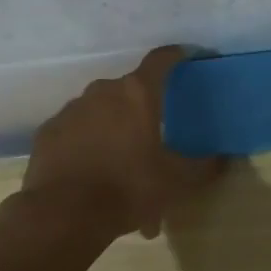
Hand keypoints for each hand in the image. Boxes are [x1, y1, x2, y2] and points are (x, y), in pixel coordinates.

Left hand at [22, 46, 222, 241]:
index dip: (176, 55)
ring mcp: (71, 109)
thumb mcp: (177, 182)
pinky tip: (90, 172)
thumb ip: (204, 167)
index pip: (161, 59)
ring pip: (100, 111)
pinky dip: (85, 143)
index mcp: (137, 94)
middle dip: (142, 109)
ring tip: (120, 166)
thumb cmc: (128, 189)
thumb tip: (222, 159)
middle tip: (152, 138)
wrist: (63, 214)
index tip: (186, 57)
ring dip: (112, 129)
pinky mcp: (48, 131)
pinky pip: (74, 130)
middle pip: (129, 89)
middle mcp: (103, 91)